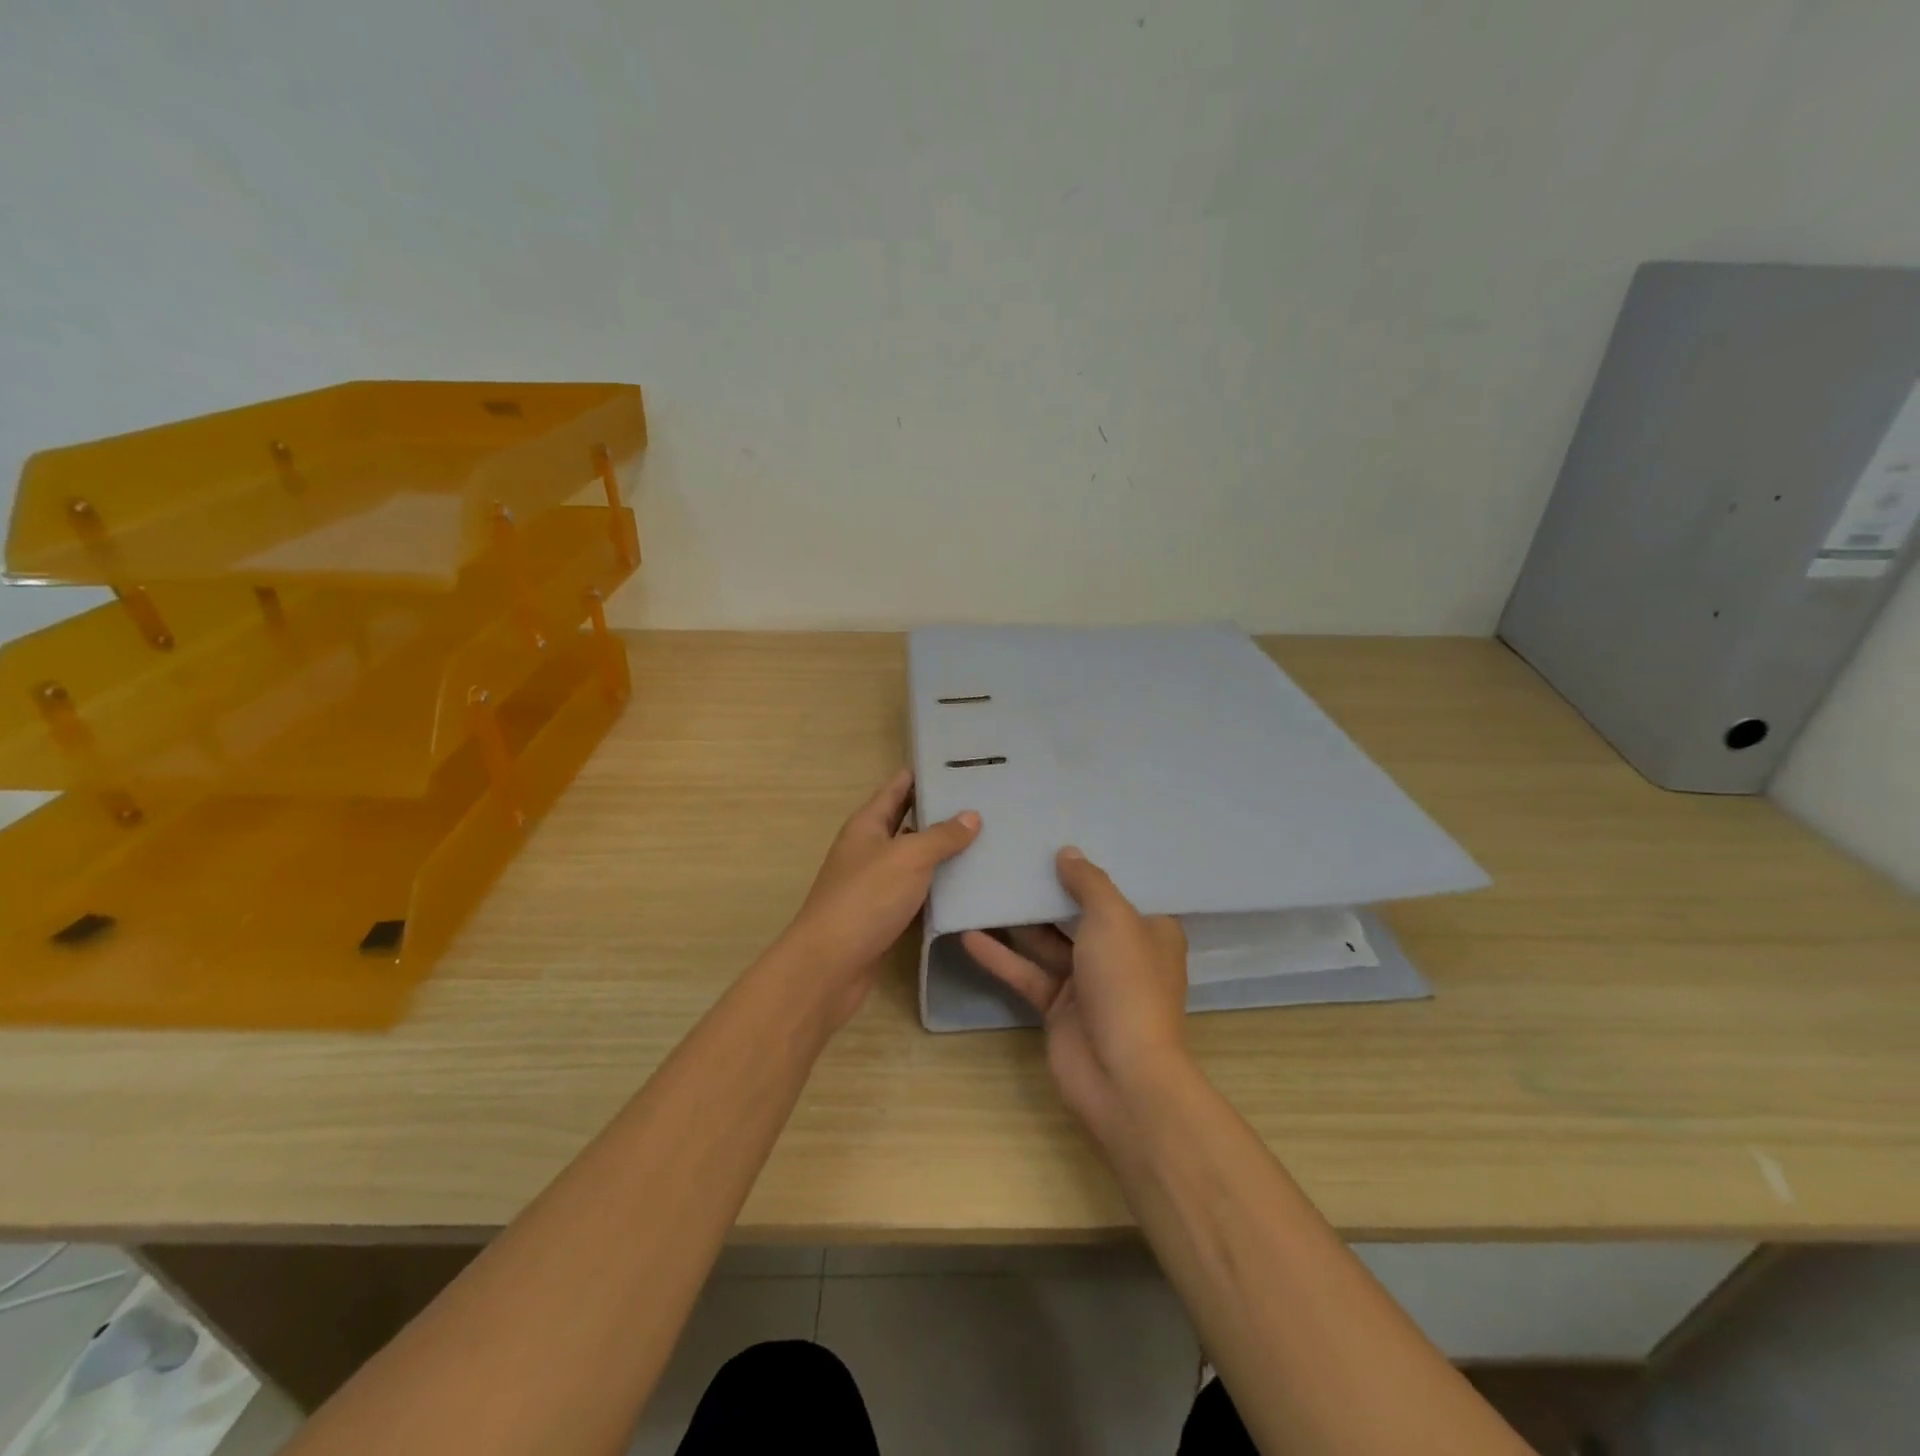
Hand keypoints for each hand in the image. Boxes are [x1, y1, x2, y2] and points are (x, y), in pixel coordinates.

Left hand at [781, 769, 980, 1029]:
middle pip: (907, 821)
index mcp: (867, 825)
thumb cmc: (866, 899)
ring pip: (914, 858)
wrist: (830, 965)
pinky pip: (917, 891)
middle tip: (983, 801)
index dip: (923, 774)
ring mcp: (875, 883)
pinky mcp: (885, 914)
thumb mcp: (908, 858)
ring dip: (943, 851)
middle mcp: (869, 849)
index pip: (896, 787)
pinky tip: (969, 884)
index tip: (958, 764)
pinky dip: (939, 886)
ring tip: (986, 838)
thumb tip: (971, 815)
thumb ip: (941, 836)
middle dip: (940, 811)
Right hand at [962, 848, 1189, 1142]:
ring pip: (1048, 941)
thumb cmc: (1126, 983)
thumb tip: (1068, 853)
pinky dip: (1001, 957)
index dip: (1097, 863)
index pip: (1125, 887)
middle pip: (1080, 911)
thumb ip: (1088, 882)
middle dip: (1051, 887)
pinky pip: (1027, 972)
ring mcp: (1088, 981)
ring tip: (985, 885)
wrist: (1122, 1075)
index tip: (1066, 833)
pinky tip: (968, 934)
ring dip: (1019, 920)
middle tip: (1015, 852)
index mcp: (1151, 929)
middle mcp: (1121, 952)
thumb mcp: (1112, 918)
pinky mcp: (1058, 1006)